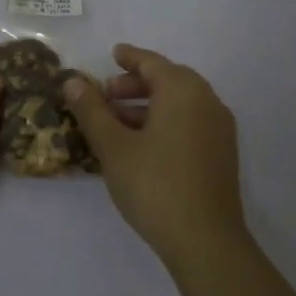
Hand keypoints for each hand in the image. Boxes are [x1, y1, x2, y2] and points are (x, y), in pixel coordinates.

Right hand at [61, 43, 246, 269]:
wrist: (206, 241)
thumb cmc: (154, 185)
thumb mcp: (113, 146)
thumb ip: (92, 110)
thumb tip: (73, 81)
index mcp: (183, 90)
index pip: (152, 62)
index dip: (129, 57)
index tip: (112, 54)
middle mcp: (207, 101)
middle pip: (168, 80)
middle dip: (135, 84)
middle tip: (105, 94)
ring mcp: (219, 129)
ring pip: (179, 104)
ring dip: (148, 106)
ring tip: (116, 122)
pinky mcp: (222, 154)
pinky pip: (190, 123)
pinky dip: (165, 122)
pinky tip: (142, 144)